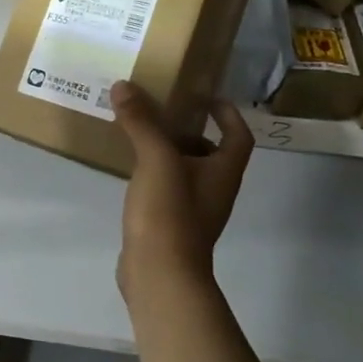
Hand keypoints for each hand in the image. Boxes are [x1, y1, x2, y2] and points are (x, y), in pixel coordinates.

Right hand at [111, 81, 252, 297]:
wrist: (160, 275)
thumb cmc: (170, 213)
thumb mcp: (156, 160)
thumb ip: (142, 122)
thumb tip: (124, 86)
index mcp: (223, 172)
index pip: (238, 136)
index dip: (228, 114)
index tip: (208, 96)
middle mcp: (214, 190)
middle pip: (210, 153)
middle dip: (188, 130)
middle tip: (161, 110)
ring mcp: (192, 211)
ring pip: (184, 172)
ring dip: (167, 152)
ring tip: (139, 132)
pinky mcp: (169, 225)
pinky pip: (165, 190)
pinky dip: (152, 174)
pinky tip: (129, 169)